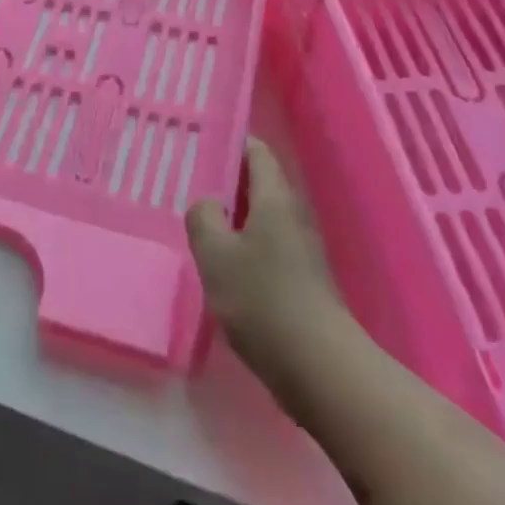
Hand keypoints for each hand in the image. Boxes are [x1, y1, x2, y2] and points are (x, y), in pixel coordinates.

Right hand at [186, 139, 347, 401]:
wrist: (317, 366)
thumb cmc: (263, 300)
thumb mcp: (216, 255)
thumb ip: (203, 219)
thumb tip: (207, 204)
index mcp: (275, 199)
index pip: (257, 152)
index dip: (231, 140)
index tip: (200, 139)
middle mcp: (293, 215)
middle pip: (259, 182)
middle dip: (226, 178)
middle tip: (187, 177)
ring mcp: (300, 248)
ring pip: (261, 215)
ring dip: (232, 213)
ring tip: (196, 216)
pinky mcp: (300, 278)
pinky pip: (266, 243)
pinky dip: (242, 241)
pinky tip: (218, 258)